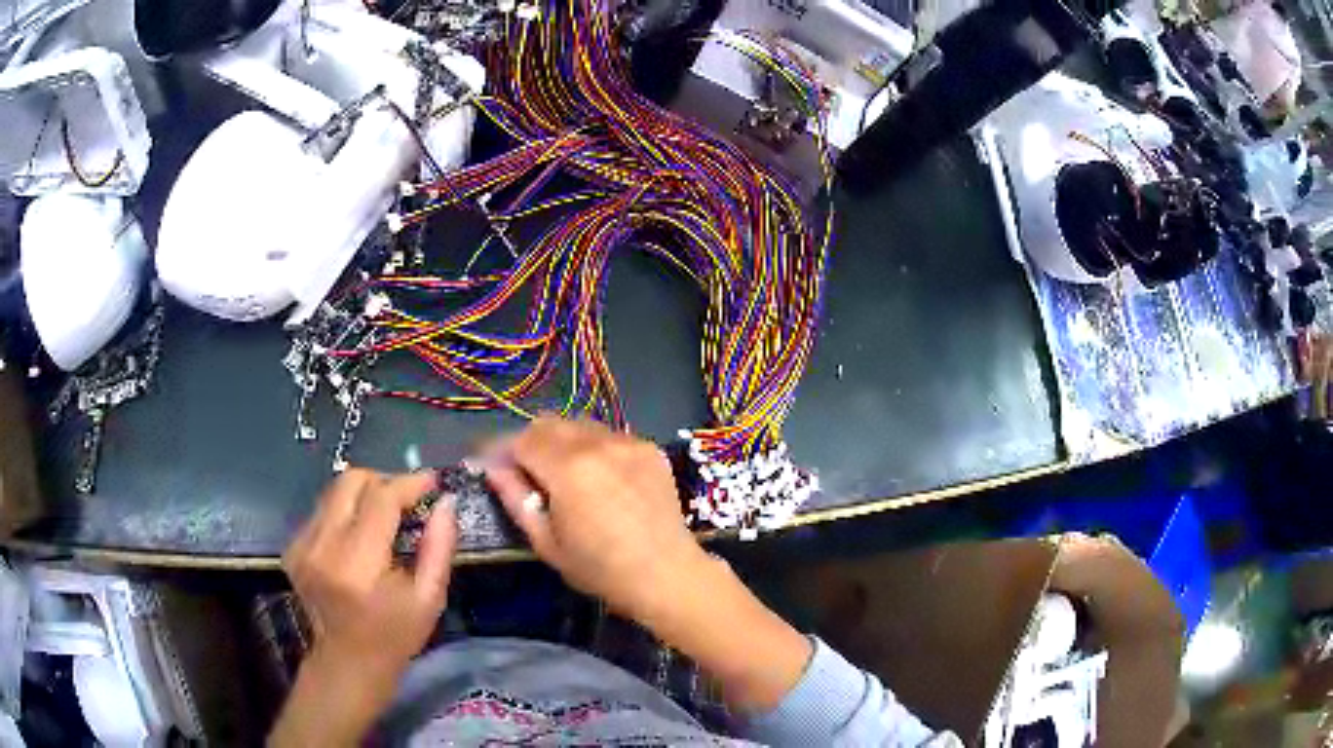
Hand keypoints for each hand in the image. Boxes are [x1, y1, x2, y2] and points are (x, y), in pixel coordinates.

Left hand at [271, 469, 456, 745]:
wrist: (347, 662)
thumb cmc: (395, 636)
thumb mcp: (429, 599)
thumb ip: (439, 548)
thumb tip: (446, 502)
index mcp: (356, 564)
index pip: (381, 499)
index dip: (409, 484)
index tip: (432, 481)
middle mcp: (322, 546)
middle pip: (350, 481)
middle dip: (384, 481)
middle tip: (408, 499)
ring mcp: (301, 545)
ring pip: (334, 491)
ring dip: (364, 495)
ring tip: (386, 517)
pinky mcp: (292, 547)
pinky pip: (323, 509)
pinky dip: (346, 512)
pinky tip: (360, 536)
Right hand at [486, 417, 811, 713]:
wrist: (666, 574)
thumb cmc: (600, 568)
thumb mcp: (546, 542)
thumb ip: (515, 498)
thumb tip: (493, 468)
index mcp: (568, 468)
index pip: (522, 439)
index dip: (501, 450)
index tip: (490, 464)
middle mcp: (598, 443)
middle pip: (549, 424)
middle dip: (529, 442)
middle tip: (523, 470)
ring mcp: (628, 442)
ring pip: (580, 426)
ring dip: (561, 442)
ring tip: (560, 473)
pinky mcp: (649, 448)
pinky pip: (608, 436)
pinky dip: (592, 448)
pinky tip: (597, 477)